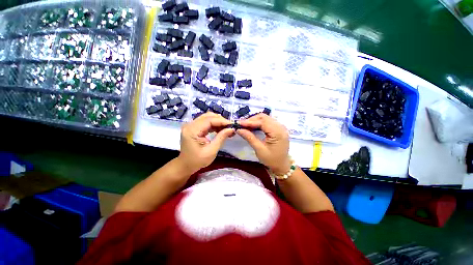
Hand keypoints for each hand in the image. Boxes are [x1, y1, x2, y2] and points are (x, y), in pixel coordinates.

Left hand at [178, 112, 233, 173]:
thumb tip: (231, 129)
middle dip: (220, 120)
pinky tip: (220, 130)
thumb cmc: (197, 161)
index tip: (233, 125)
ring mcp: (190, 125)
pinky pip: (204, 122)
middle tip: (231, 127)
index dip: (222, 121)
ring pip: (206, 118)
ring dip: (217, 122)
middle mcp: (189, 125)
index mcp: (192, 130)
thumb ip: (221, 138)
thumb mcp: (211, 151)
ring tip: (227, 129)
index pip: (209, 120)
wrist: (185, 165)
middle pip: (207, 116)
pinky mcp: (192, 128)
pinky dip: (213, 125)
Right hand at [237, 114, 290, 174]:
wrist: (282, 166)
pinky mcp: (280, 129)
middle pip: (265, 117)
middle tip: (241, 125)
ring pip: (266, 118)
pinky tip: (253, 127)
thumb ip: (250, 137)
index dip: (250, 121)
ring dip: (256, 120)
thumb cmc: (271, 160)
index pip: (262, 122)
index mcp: (277, 132)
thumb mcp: (259, 150)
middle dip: (252, 120)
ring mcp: (281, 127)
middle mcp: (281, 127)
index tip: (238, 123)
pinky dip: (260, 123)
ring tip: (246, 126)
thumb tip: (238, 129)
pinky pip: (269, 122)